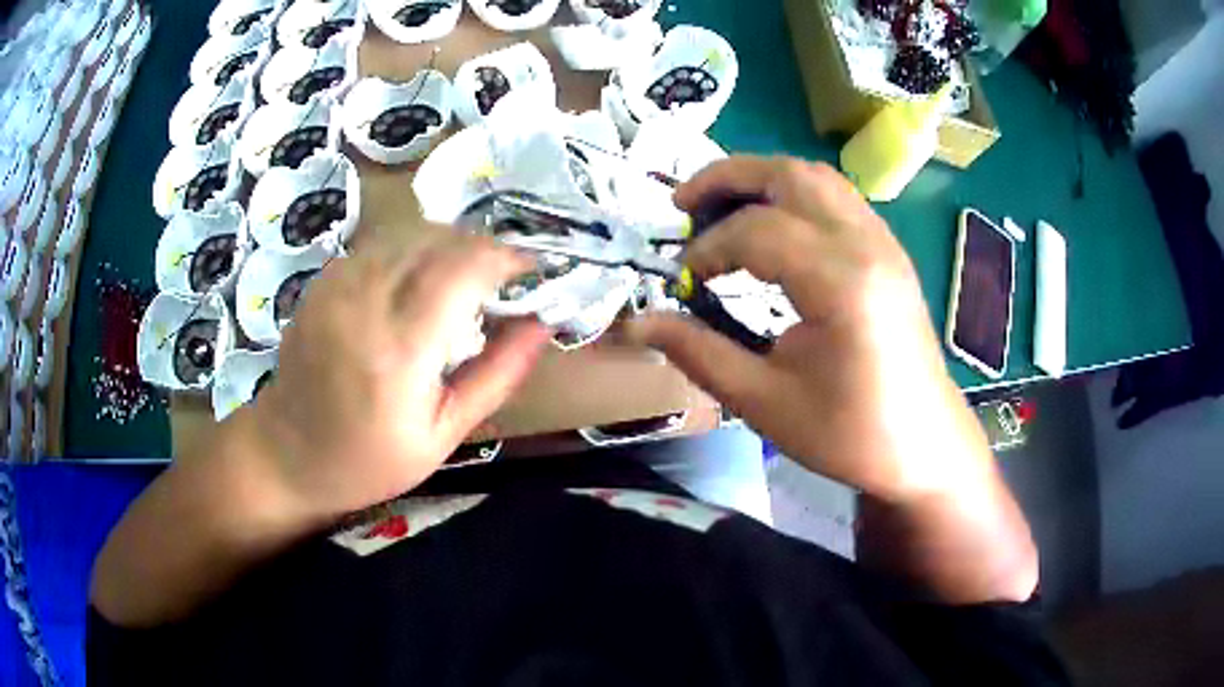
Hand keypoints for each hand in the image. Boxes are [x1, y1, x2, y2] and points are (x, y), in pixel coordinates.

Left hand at [240, 229, 550, 517]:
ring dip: (449, 246)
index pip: (461, 269)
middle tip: (504, 277)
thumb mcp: (444, 434)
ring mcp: (337, 285)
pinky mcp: (323, 280)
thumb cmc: (369, 459)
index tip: (531, 270)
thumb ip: (496, 375)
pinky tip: (419, 283)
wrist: (287, 453)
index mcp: (398, 352)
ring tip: (466, 279)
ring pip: (409, 234)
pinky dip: (413, 252)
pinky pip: (381, 245)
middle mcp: (363, 303)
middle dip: (482, 247)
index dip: (505, 257)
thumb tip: (543, 325)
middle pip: (438, 240)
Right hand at [626, 157, 989, 501]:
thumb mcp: (765, 403)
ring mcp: (884, 242)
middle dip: (727, 178)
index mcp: (841, 284)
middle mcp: (867, 245)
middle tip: (683, 205)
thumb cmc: (850, 434)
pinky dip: (793, 194)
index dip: (708, 248)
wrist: (924, 445)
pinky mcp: (889, 250)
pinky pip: (836, 196)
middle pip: (789, 175)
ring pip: (816, 177)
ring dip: (761, 179)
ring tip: (720, 206)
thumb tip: (638, 323)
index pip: (757, 231)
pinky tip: (771, 226)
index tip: (683, 282)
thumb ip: (699, 353)